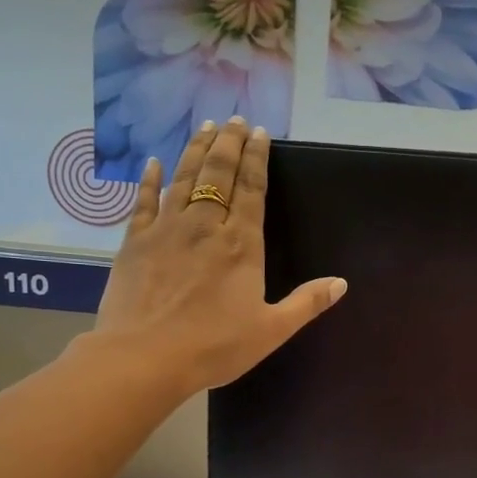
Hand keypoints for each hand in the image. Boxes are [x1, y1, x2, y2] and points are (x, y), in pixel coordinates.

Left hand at [90, 118, 346, 393]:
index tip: (260, 133)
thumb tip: (341, 283)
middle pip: (218, 173)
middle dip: (228, 143)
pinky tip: (153, 163)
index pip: (251, 189)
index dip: (257, 158)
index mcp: (241, 244)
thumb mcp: (271, 330)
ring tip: (205, 127)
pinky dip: (150, 180)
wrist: (144, 357)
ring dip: (196, 150)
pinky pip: (143, 201)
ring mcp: (166, 230)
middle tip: (234, 120)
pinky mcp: (135, 242)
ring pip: (183, 178)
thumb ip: (306, 303)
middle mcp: (205, 225)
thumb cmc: (214, 346)